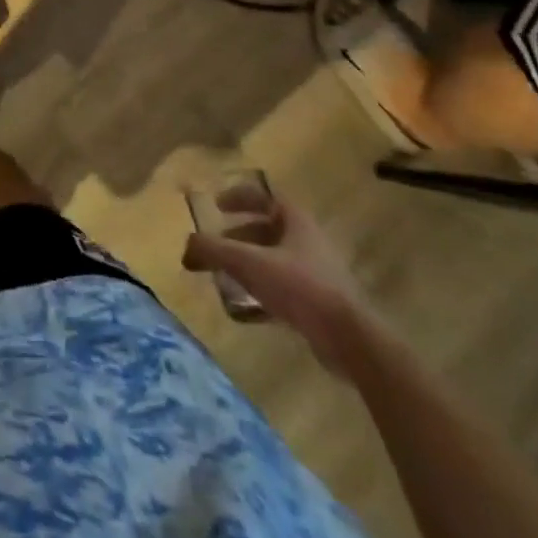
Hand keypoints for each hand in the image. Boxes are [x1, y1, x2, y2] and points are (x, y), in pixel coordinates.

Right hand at [183, 187, 376, 378]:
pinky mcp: (321, 304)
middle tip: (217, 245)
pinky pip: (284, 289)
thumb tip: (186, 247)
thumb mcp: (247, 262)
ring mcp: (318, 274)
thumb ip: (212, 250)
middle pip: (269, 229)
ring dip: (248, 264)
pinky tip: (244, 309)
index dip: (239, 196)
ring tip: (226, 277)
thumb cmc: (300, 287)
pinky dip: (261, 292)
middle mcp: (309, 242)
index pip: (266, 196)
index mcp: (296, 222)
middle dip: (239, 235)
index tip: (217, 206)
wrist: (351, 341)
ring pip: (275, 260)